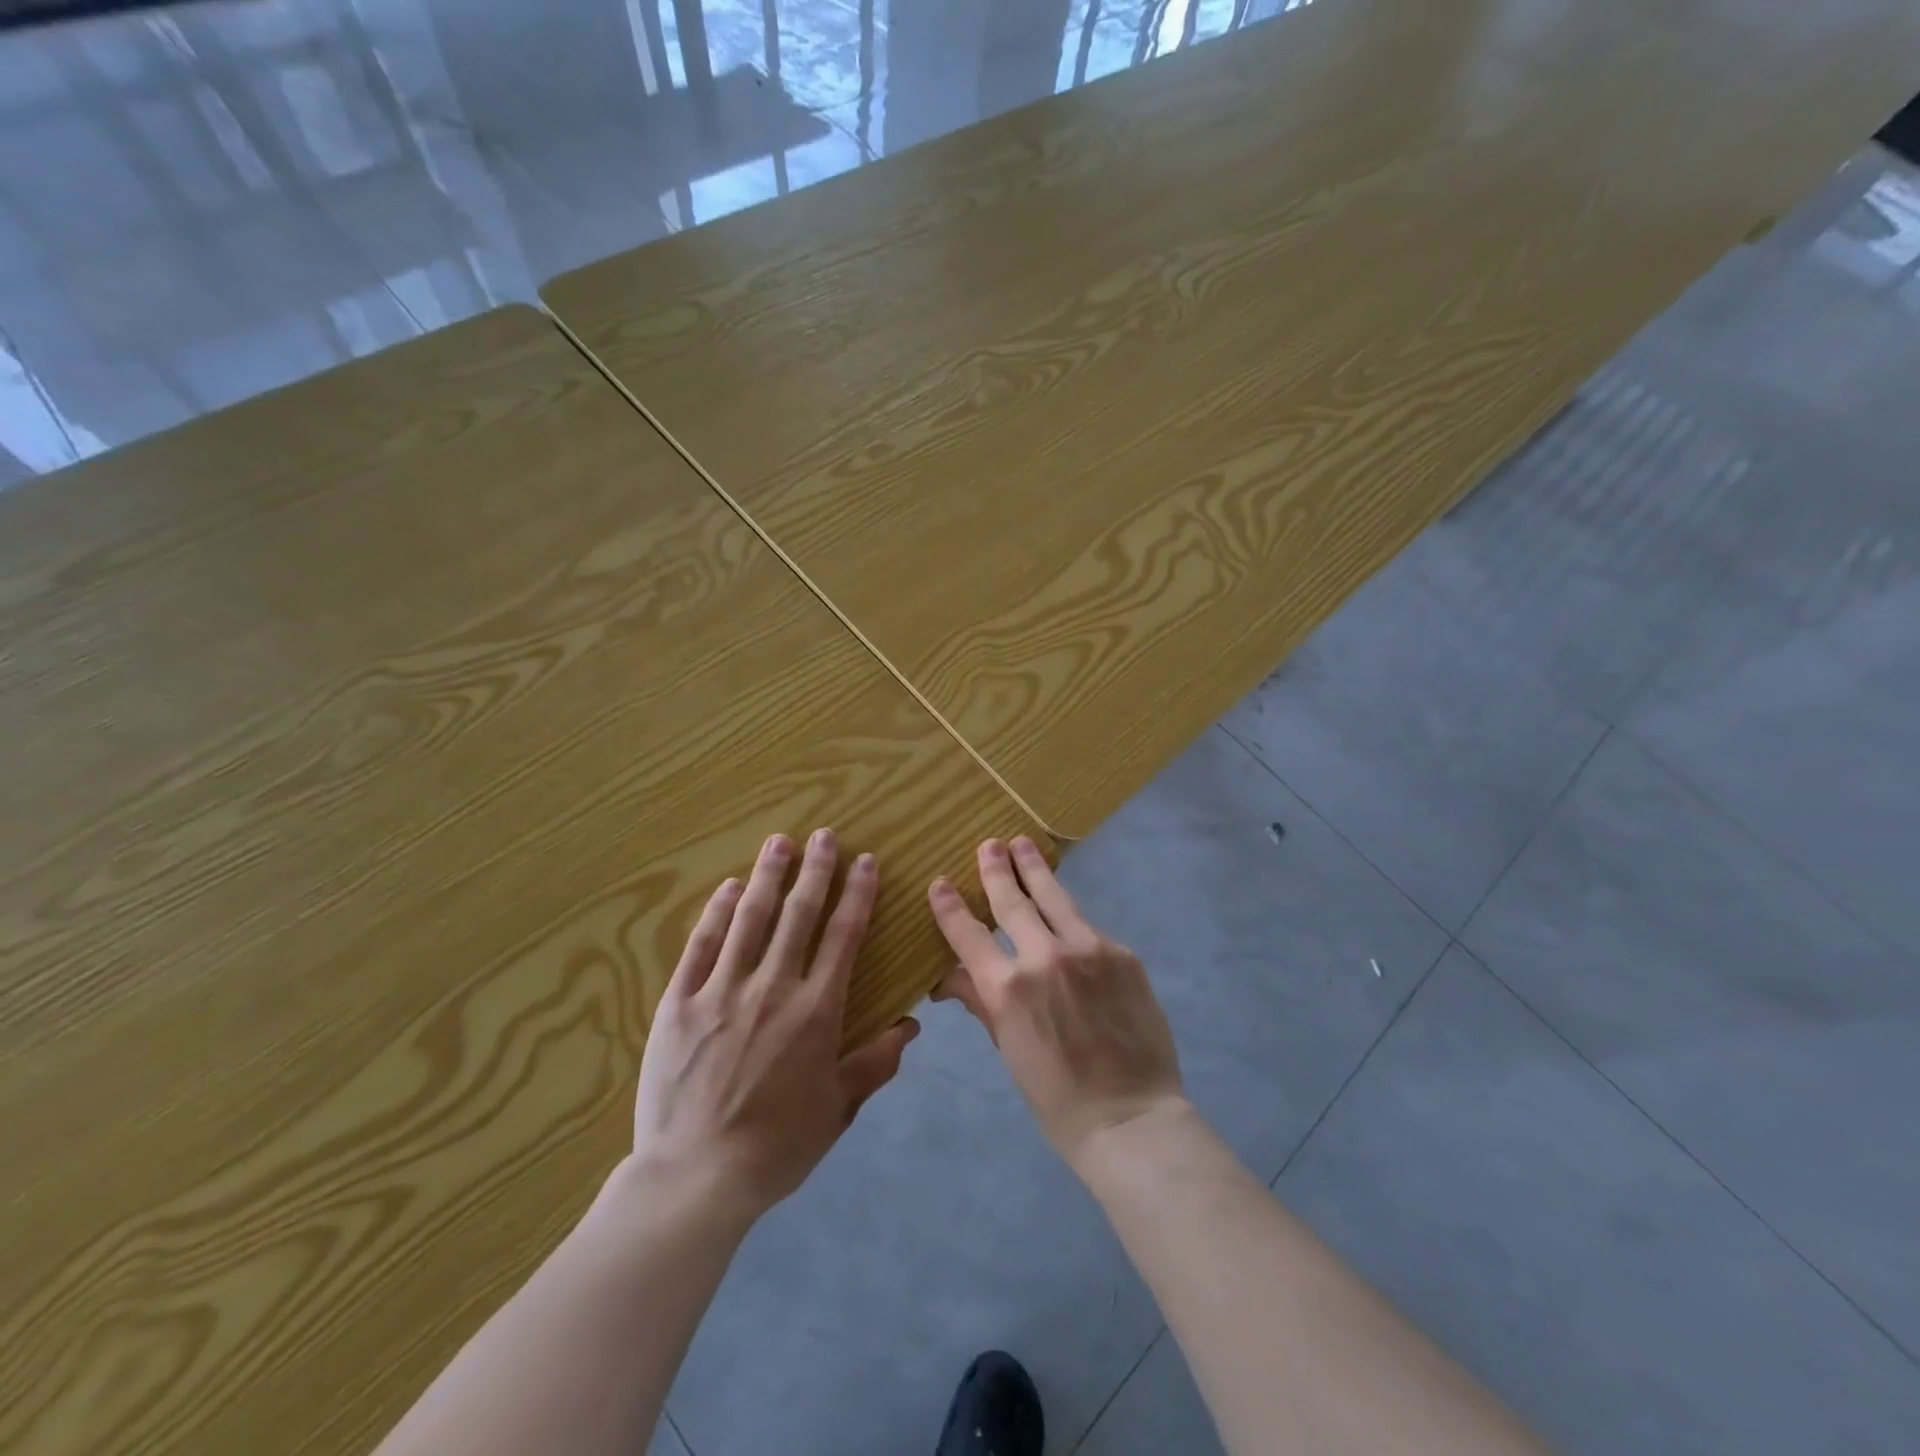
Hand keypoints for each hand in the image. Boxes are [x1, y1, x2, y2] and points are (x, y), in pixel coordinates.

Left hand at [629, 829, 918, 1224]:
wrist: (694, 1178)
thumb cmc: (776, 1145)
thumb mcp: (837, 1109)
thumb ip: (875, 1063)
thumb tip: (910, 1026)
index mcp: (815, 1010)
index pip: (843, 936)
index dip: (857, 894)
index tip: (864, 861)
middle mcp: (772, 987)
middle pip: (798, 915)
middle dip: (814, 871)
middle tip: (823, 835)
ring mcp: (722, 991)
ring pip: (749, 919)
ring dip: (767, 877)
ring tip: (779, 842)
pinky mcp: (679, 1003)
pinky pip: (701, 947)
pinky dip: (716, 913)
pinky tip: (726, 888)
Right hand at [928, 836, 1184, 1168]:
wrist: (1131, 1117)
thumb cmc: (1057, 1097)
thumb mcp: (1009, 1050)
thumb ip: (982, 1001)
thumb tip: (948, 976)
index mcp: (1008, 989)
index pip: (969, 934)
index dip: (950, 907)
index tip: (940, 883)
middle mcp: (1044, 957)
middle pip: (1013, 902)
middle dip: (997, 870)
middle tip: (989, 845)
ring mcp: (1088, 950)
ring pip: (1054, 898)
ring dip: (1035, 869)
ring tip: (1023, 844)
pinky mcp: (1121, 953)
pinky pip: (1088, 926)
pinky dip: (1070, 916)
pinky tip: (1066, 910)